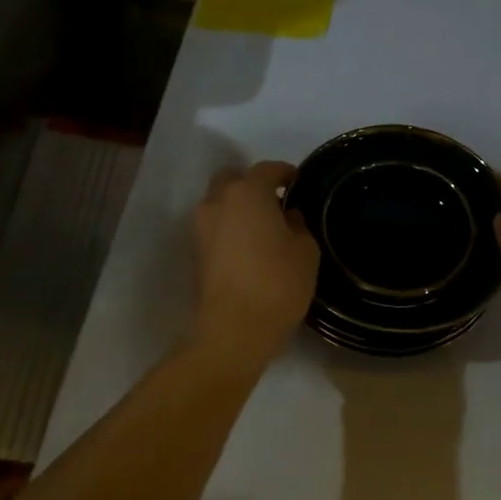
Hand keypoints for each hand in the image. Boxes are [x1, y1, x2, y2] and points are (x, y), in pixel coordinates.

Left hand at [190, 161, 319, 362]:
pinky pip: (215, 227)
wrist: (233, 329)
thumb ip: (298, 225)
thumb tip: (287, 216)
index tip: (297, 182)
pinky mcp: (195, 252)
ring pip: (219, 204)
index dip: (284, 173)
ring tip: (262, 228)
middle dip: (252, 185)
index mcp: (247, 192)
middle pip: (233, 180)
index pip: (266, 170)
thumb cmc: (277, 283)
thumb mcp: (306, 251)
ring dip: (237, 208)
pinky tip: (249, 247)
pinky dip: (229, 229)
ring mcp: (201, 227)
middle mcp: (217, 202)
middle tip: (274, 203)